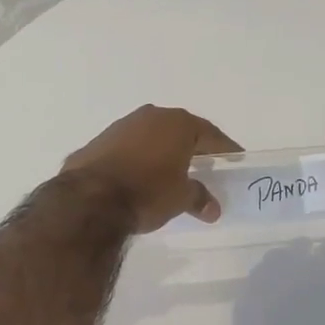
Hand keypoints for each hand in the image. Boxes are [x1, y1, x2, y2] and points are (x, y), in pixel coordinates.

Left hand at [60, 105, 240, 232]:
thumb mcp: (180, 198)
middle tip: (205, 163)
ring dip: (162, 151)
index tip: (235, 158)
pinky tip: (138, 175)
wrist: (90, 199)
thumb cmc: (147, 192)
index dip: (225, 148)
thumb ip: (199, 198)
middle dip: (192, 146)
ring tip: (170, 171)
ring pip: (151, 136)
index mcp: (178, 124)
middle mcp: (151, 116)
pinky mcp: (99, 141)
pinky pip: (128, 147)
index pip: (210, 134)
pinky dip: (138, 158)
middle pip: (180, 130)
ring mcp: (121, 126)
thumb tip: (213, 208)